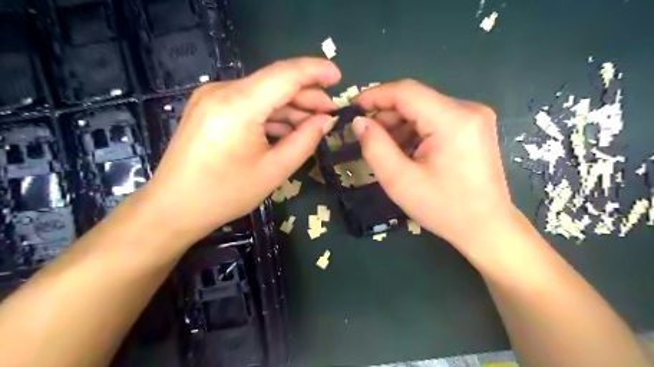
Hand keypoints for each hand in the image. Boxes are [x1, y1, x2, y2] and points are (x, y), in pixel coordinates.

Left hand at [140, 57, 341, 240]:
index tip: (339, 76)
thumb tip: (326, 120)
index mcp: (238, 105)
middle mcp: (222, 91)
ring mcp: (212, 97)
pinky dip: (271, 114)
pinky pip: (249, 104)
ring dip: (290, 106)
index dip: (315, 71)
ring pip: (262, 93)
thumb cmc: (225, 194)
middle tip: (331, 111)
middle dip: (306, 95)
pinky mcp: (209, 107)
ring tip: (314, 122)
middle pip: (274, 82)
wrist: (173, 207)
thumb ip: (305, 141)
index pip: (285, 75)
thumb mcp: (274, 170)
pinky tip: (288, 128)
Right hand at [353, 80, 515, 251]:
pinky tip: (407, 152)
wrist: (486, 228)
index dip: (374, 95)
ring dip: (400, 125)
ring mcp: (475, 118)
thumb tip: (359, 122)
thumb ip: (375, 146)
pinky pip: (436, 120)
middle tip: (367, 137)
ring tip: (386, 149)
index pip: (406, 92)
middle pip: (416, 100)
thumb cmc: (443, 208)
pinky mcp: (474, 128)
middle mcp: (468, 109)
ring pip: (424, 110)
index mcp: (452, 119)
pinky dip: (416, 131)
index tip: (351, 107)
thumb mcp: (400, 180)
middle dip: (387, 115)